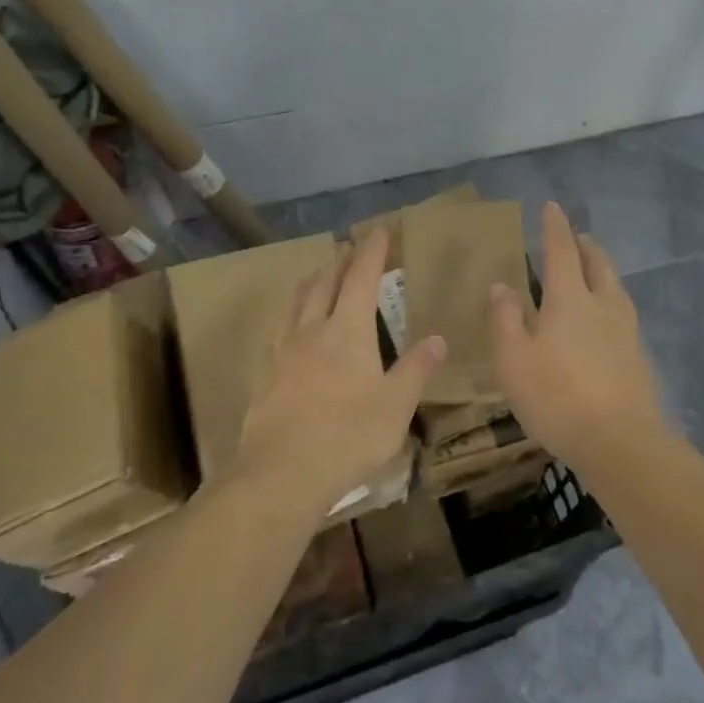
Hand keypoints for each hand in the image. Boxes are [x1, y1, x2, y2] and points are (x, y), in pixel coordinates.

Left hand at [231, 228, 444, 517]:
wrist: (281, 472)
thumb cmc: (348, 435)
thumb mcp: (396, 405)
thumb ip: (416, 369)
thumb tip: (438, 338)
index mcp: (348, 330)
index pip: (362, 278)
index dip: (372, 252)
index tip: (379, 230)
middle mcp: (313, 329)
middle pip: (325, 283)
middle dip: (340, 261)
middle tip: (349, 248)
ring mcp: (283, 350)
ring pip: (297, 302)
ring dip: (312, 282)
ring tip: (319, 275)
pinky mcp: (265, 374)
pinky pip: (280, 328)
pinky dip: (292, 314)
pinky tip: (291, 327)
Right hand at [488, 202, 666, 472]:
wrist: (621, 443)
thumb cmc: (557, 397)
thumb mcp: (514, 360)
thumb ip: (505, 320)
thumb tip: (502, 285)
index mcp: (570, 299)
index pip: (562, 251)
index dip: (555, 227)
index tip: (552, 207)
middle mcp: (602, 305)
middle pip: (598, 263)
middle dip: (586, 246)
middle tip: (578, 238)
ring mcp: (627, 330)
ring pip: (616, 287)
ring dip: (603, 271)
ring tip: (593, 272)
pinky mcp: (639, 357)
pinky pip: (623, 314)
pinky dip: (611, 301)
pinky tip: (605, 321)